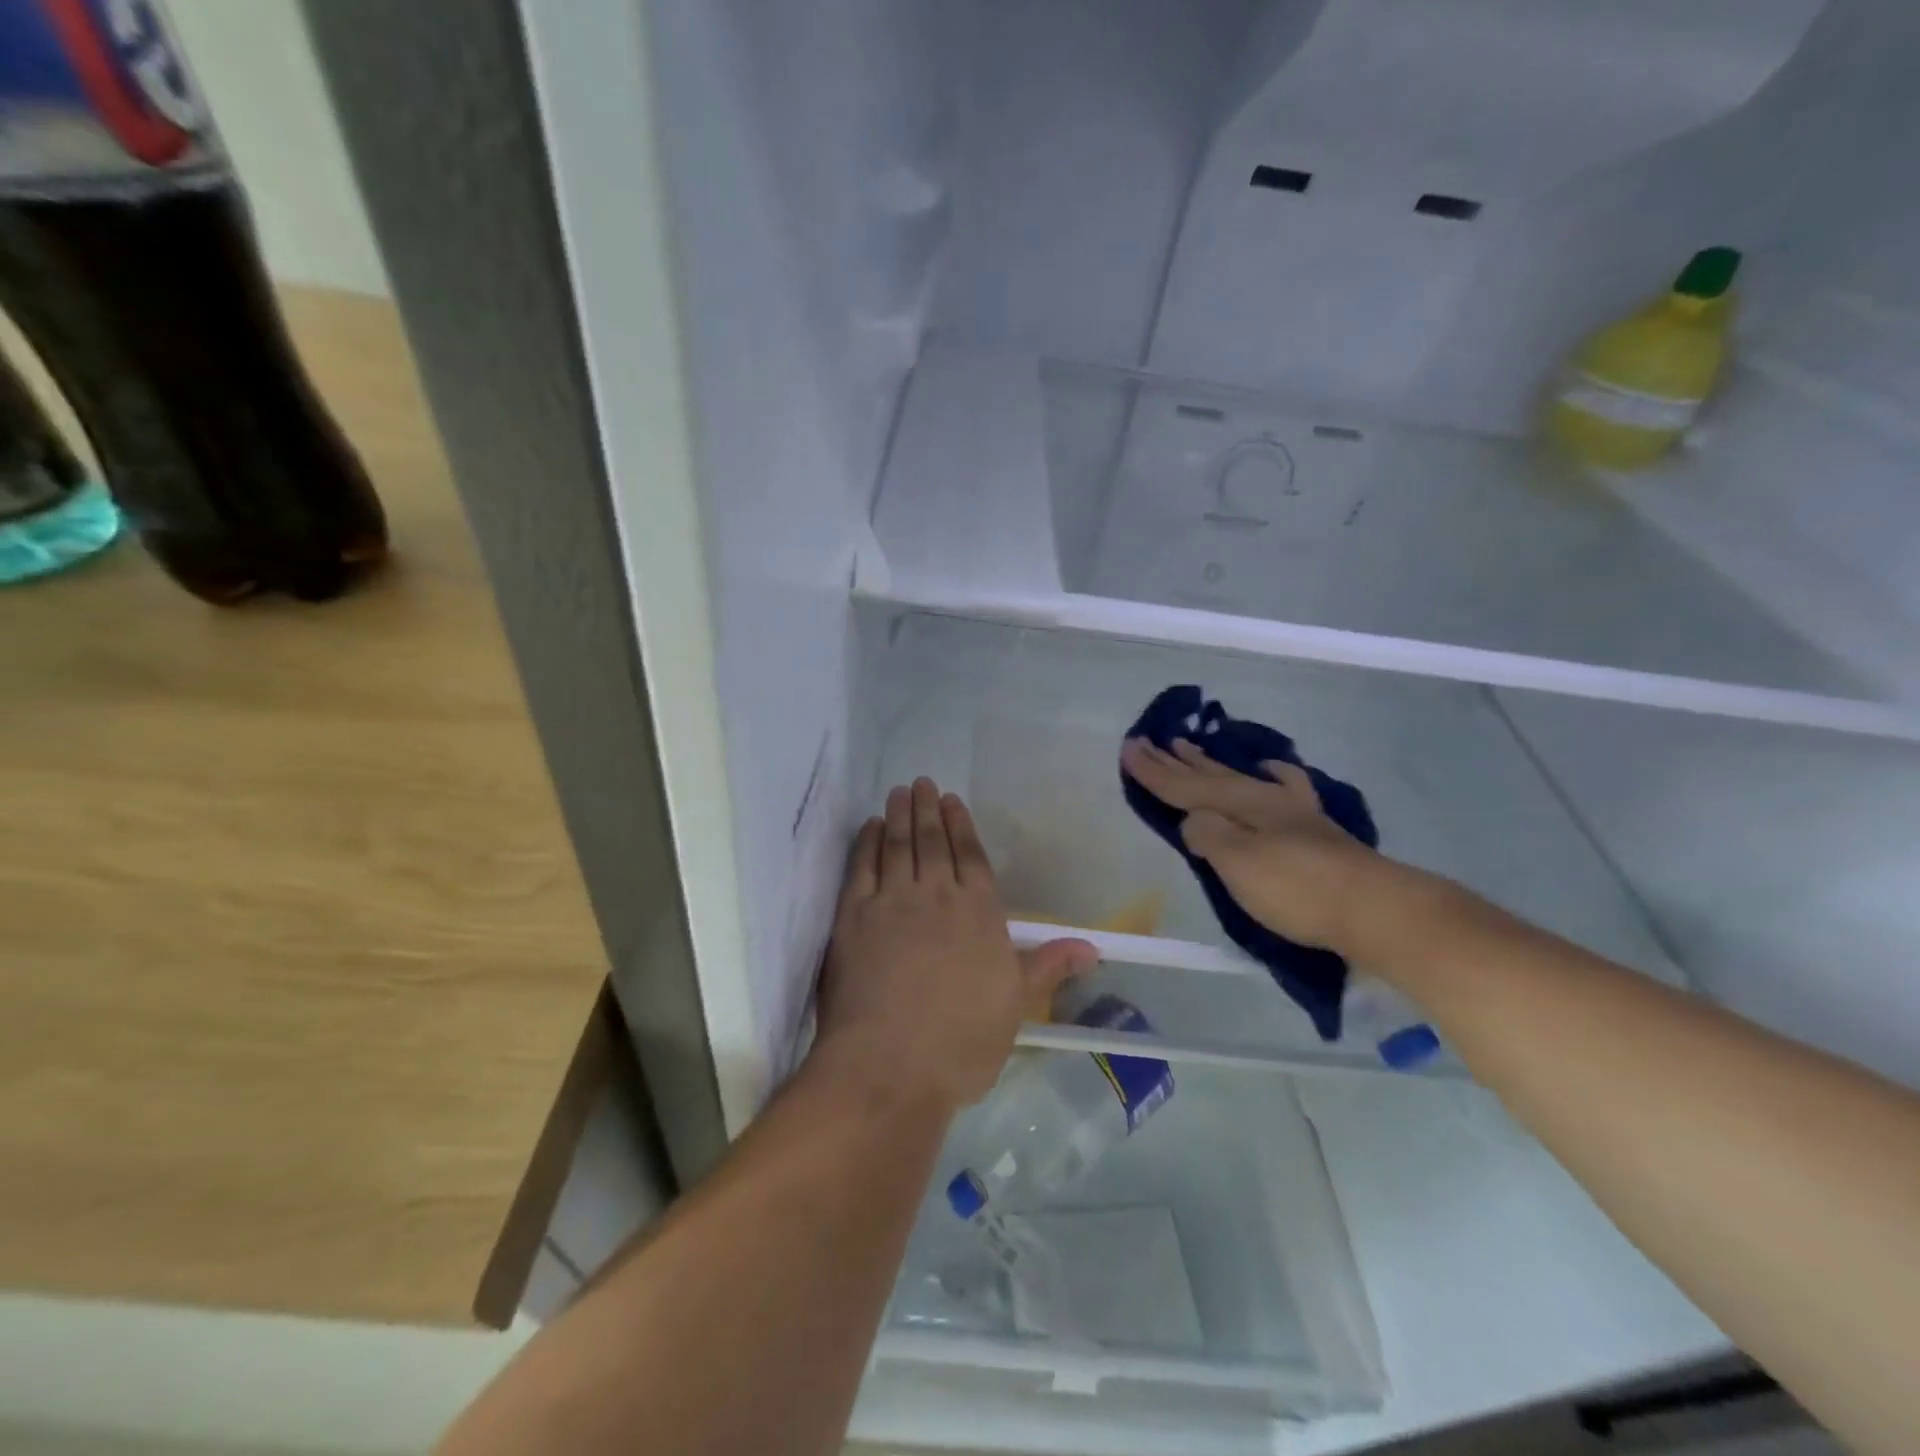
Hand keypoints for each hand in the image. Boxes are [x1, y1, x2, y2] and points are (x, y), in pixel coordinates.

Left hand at [815, 779, 1096, 1111]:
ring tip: (900, 793)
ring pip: (899, 846)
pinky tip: (871, 828)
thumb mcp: (1015, 1004)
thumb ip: (1048, 966)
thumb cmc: (962, 1041)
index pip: (972, 857)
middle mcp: (937, 895)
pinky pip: (861, 867)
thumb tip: (1094, 947)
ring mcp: (892, 902)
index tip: (952, 801)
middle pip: (933, 843)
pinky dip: (867, 843)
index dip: (962, 826)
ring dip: (900, 816)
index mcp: (979, 913)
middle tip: (922, 783)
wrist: (891, 1065)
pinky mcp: (853, 916)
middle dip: (928, 810)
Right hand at [1120, 737, 1379, 952]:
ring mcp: (1292, 812)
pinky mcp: (1313, 830)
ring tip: (1189, 747)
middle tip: (1149, 741)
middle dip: (1175, 761)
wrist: (1375, 908)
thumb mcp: (1238, 863)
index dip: (1153, 771)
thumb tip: (1192, 820)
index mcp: (1240, 804)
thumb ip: (1208, 835)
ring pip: (1239, 777)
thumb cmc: (1297, 888)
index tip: (1127, 748)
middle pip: (1209, 776)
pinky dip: (1268, 775)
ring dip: (1210, 764)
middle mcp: (1263, 799)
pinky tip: (1269, 770)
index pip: (1185, 786)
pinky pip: (1280, 787)